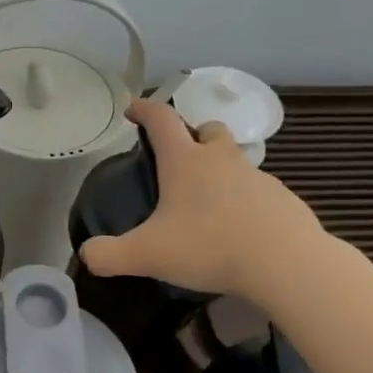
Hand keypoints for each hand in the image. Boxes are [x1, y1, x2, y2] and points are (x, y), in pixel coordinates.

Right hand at [78, 98, 323, 295]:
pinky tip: (238, 230)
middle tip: (178, 160)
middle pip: (208, 130)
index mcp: (185, 162)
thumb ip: (109, 255)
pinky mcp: (282, 200)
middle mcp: (222, 160)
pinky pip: (258, 192)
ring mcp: (257, 178)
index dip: (144, 110)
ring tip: (206, 205)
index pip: (161, 120)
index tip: (133, 109)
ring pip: (235, 161)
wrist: (285, 263)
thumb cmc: (209, 247)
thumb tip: (87, 255)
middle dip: (192, 136)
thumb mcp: (147, 255)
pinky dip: (244, 201)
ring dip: (219, 170)